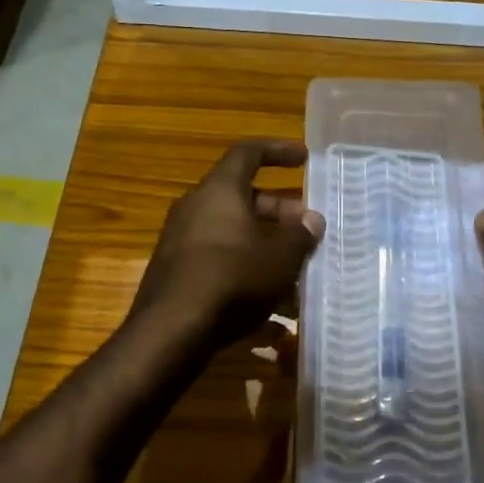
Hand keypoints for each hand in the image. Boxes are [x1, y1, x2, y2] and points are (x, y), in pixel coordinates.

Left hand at [130, 140, 324, 349]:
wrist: (171, 331)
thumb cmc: (233, 279)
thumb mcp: (280, 257)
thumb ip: (300, 234)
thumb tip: (312, 219)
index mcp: (219, 190)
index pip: (249, 153)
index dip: (278, 151)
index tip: (304, 159)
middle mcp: (196, 208)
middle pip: (243, 198)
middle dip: (279, 213)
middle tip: (306, 231)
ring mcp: (182, 241)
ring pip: (233, 235)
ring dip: (265, 248)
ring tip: (296, 274)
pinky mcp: (177, 273)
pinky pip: (220, 262)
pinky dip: (247, 274)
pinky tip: (273, 316)